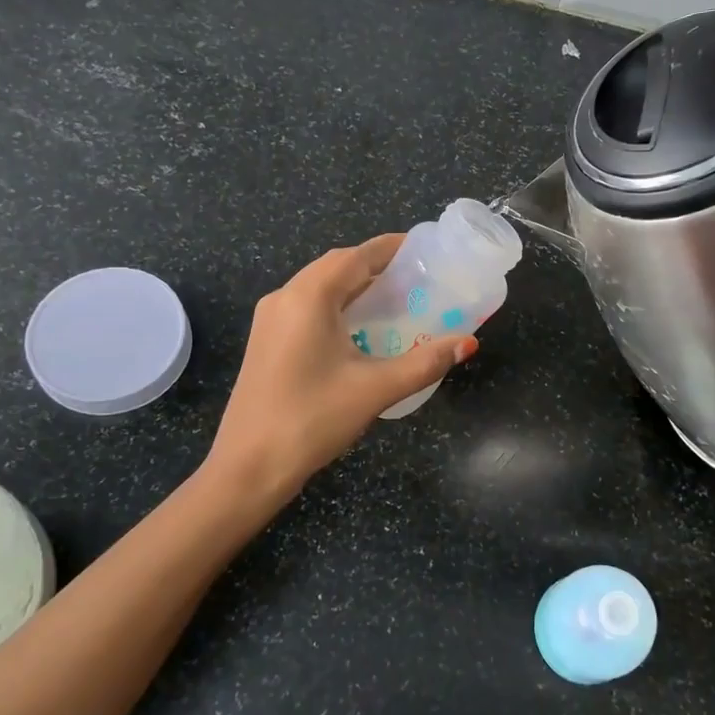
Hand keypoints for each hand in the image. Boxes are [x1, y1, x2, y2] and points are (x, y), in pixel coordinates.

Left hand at [206, 234, 476, 498]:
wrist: (248, 467)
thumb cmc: (312, 419)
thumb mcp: (375, 389)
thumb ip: (425, 362)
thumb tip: (467, 343)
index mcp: (308, 297)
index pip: (356, 256)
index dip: (391, 248)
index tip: (424, 250)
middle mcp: (284, 298)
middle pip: (336, 266)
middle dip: (375, 266)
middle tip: (416, 278)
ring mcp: (270, 320)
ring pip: (319, 287)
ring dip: (355, 287)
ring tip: (396, 300)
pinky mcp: (266, 342)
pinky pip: (307, 308)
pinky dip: (337, 306)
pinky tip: (360, 329)